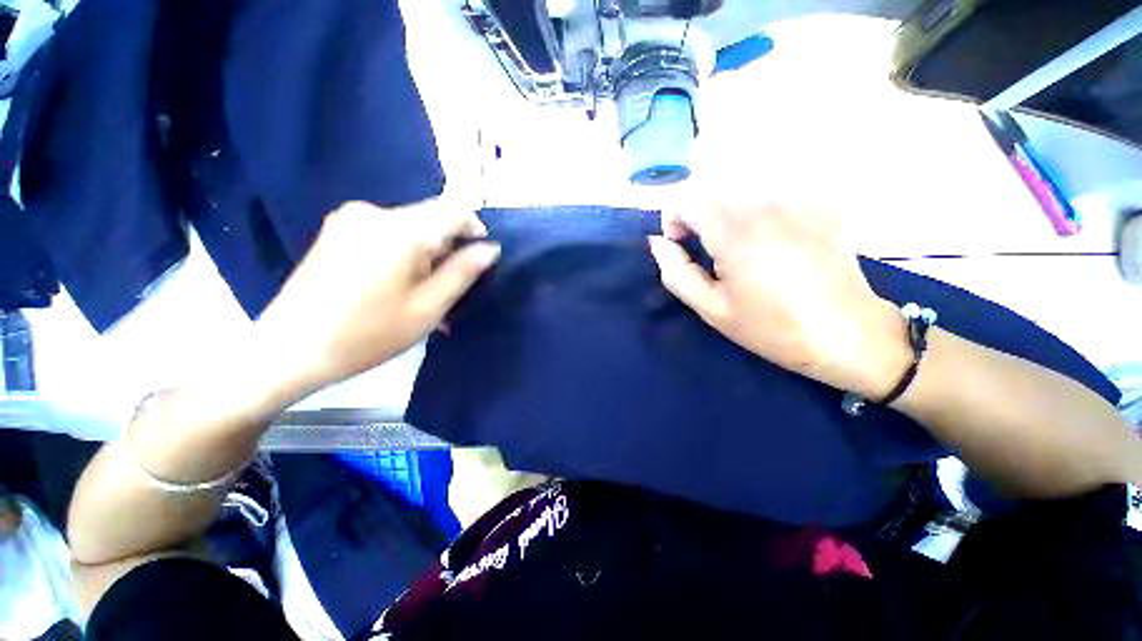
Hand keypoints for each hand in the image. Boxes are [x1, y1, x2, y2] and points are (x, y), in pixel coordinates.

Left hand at [256, 200, 499, 397]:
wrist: (288, 350)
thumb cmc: (368, 334)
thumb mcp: (428, 307)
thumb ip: (463, 272)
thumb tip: (491, 248)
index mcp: (400, 229)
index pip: (455, 210)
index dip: (475, 231)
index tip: (477, 263)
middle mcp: (374, 211)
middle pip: (432, 220)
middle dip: (448, 251)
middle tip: (448, 292)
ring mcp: (350, 219)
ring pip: (411, 229)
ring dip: (426, 257)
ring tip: (421, 296)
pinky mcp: (337, 231)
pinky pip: (387, 235)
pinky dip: (403, 256)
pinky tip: (395, 287)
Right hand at [648, 199, 909, 397]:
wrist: (847, 335)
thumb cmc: (772, 328)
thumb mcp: (712, 309)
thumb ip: (676, 272)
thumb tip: (658, 243)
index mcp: (735, 233)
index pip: (686, 197)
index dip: (673, 218)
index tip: (680, 244)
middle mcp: (765, 205)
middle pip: (712, 187)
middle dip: (696, 212)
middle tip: (704, 247)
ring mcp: (798, 200)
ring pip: (741, 186)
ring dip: (725, 209)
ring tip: (736, 244)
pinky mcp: (820, 204)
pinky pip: (774, 190)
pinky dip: (757, 207)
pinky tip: (770, 235)